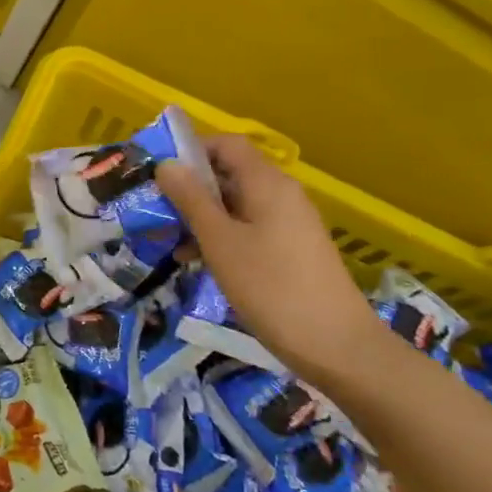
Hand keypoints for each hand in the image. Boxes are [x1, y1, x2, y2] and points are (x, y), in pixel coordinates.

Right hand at [156, 134, 382, 384]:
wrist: (336, 346)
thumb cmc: (271, 287)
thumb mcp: (219, 241)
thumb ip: (191, 199)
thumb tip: (166, 164)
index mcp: (267, 183)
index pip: (226, 144)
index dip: (191, 151)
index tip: (158, 174)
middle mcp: (281, 195)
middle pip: (230, 174)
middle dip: (190, 189)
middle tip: (155, 211)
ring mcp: (289, 224)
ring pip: (236, 205)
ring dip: (201, 217)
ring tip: (169, 242)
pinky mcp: (291, 251)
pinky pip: (249, 229)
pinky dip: (221, 237)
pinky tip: (198, 262)